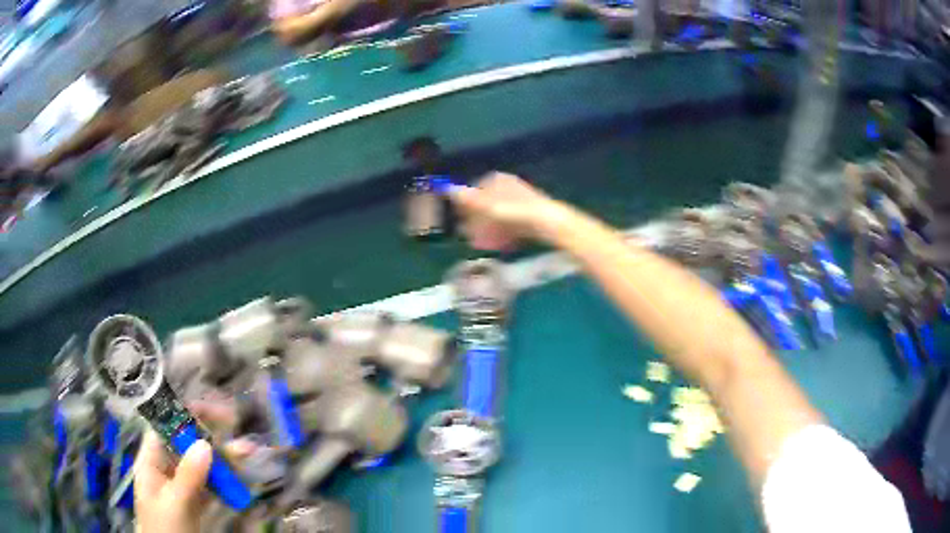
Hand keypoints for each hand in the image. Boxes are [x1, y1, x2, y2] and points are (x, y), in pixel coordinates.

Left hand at [135, 402, 257, 532]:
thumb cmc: (165, 528)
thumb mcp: (175, 503)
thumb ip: (188, 475)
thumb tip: (204, 443)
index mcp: (151, 461)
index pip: (165, 427)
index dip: (186, 414)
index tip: (214, 412)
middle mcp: (164, 468)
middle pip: (186, 444)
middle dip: (212, 437)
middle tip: (237, 431)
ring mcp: (180, 485)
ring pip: (201, 464)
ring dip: (223, 459)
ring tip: (248, 453)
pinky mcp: (193, 500)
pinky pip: (208, 484)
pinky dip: (224, 480)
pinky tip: (239, 478)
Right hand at [446, 172, 565, 250]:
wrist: (547, 222)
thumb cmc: (513, 212)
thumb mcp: (486, 206)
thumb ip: (466, 198)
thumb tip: (445, 188)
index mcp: (497, 179)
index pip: (475, 190)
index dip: (466, 206)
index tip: (461, 221)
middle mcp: (509, 186)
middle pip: (487, 204)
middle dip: (478, 220)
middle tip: (471, 236)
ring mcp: (521, 199)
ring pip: (499, 215)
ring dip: (490, 229)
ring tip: (484, 244)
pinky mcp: (531, 213)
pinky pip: (511, 223)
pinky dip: (504, 232)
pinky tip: (503, 245)